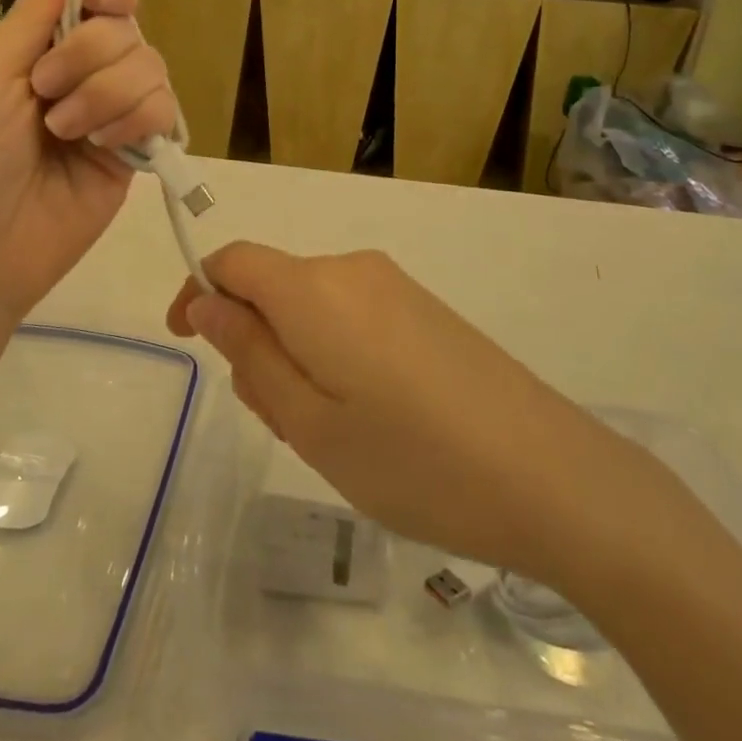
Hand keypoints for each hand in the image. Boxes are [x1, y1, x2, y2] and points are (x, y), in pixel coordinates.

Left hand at [0, 0, 176, 327]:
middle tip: (45, 94)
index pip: (100, 4)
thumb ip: (29, 21)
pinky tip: (103, 145)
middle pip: (128, 31)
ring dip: (108, 92)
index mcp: (42, 53)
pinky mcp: (136, 157)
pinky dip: (136, 119)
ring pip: (153, 68)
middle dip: (89, 55)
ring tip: (65, 133)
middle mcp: (85, 78)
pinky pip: (164, 114)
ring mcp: (113, 118)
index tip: (97, 6)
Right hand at [168, 244, 640, 584]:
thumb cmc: (415, 461)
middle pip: (273, 287)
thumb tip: (207, 304)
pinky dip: (332, 354)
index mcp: (314, 290)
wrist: (555, 478)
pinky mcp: (425, 309)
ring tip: (327, 433)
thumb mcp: (311, 424)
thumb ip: (251, 354)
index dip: (199, 292)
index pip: (234, 261)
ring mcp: (395, 287)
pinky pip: (351, 316)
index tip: (187, 341)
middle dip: (254, 341)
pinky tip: (368, 418)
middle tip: (278, 420)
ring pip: (311, 306)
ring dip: (295, 355)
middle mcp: (352, 270)